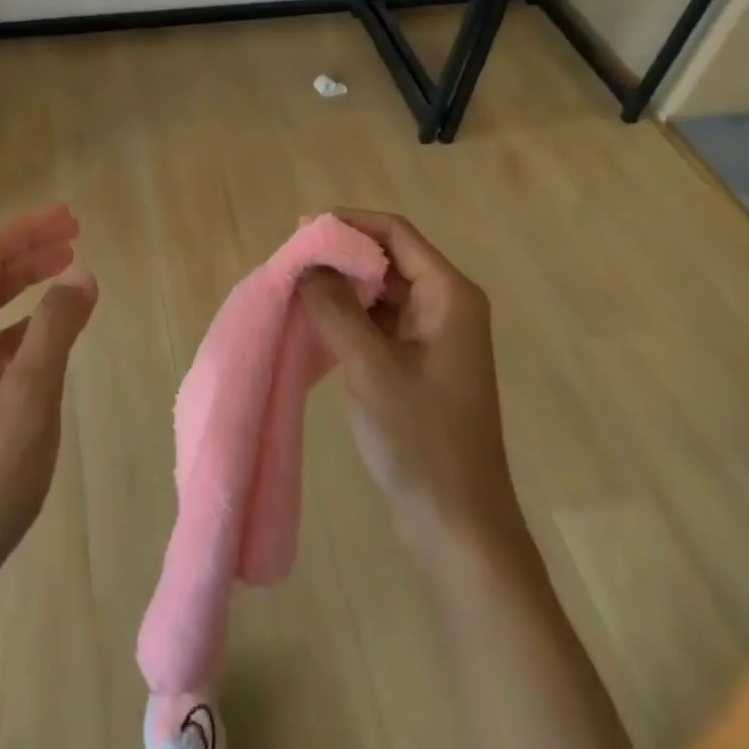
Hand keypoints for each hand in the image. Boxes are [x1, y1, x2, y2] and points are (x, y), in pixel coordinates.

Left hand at [0, 204, 98, 592]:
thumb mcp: (30, 395)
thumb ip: (56, 328)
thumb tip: (81, 274)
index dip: (29, 227)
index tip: (73, 219)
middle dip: (30, 248)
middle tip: (75, 236)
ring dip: (27, 282)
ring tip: (68, 271)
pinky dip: (24, 323)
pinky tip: (50, 333)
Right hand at [298, 210, 520, 571]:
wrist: (458, 525)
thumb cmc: (421, 440)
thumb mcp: (371, 368)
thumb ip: (335, 309)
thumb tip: (306, 263)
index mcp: (450, 295)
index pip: (396, 233)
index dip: (349, 224)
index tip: (302, 231)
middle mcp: (447, 305)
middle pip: (388, 258)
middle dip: (340, 256)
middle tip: (291, 264)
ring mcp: (434, 335)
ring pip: (381, 290)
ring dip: (341, 287)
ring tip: (295, 289)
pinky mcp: (419, 362)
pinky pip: (379, 321)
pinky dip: (348, 316)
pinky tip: (314, 323)